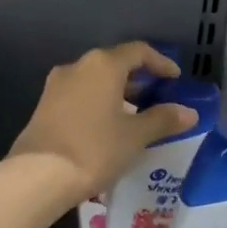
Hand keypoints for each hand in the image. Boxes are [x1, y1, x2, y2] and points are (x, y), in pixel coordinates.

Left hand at [9, 43, 195, 205]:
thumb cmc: (94, 149)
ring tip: (136, 116)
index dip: (160, 63)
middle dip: (139, 80)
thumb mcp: (135, 136)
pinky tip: (108, 128)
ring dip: (118, 94)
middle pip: (114, 64)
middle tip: (158, 99)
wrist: (37, 176)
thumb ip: (163, 119)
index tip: (175, 79)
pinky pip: (80, 96)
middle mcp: (78, 66)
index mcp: (103, 65)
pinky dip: (99, 104)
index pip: (138, 51)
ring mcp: (57, 86)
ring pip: (95, 81)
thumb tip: (188, 112)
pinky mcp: (45, 106)